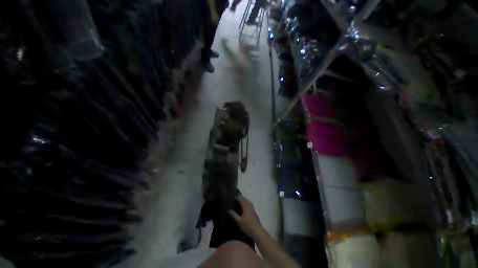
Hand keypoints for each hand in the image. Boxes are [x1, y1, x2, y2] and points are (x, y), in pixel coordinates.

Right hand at [229, 196, 261, 237]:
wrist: (257, 231)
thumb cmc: (247, 225)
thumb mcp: (239, 221)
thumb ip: (234, 215)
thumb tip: (229, 210)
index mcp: (245, 207)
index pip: (241, 200)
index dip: (238, 198)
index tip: (235, 196)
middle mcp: (249, 206)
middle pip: (245, 200)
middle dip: (242, 197)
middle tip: (238, 196)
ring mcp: (253, 209)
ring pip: (249, 202)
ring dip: (245, 200)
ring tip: (242, 199)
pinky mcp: (254, 213)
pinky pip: (250, 205)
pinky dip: (248, 203)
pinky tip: (247, 206)